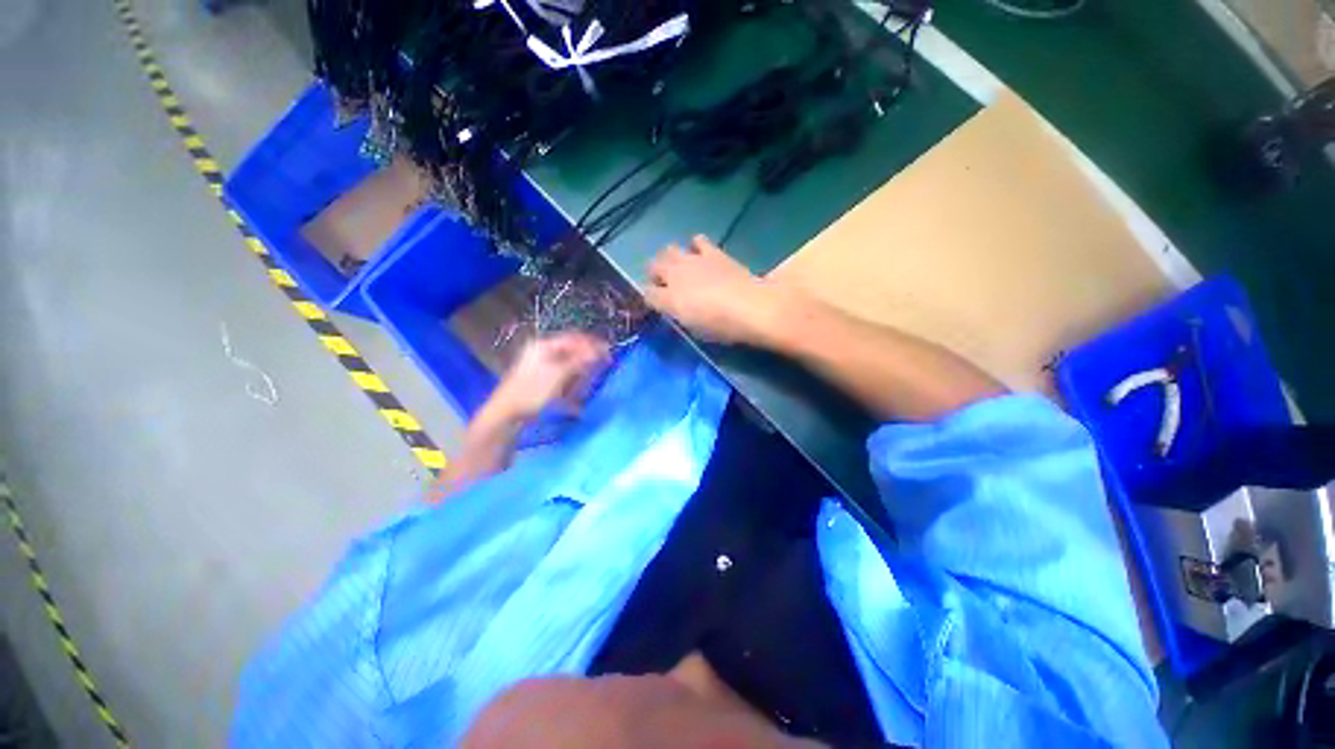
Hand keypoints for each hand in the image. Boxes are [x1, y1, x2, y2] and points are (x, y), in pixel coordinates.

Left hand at [488, 332, 610, 421]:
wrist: (507, 412)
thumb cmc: (533, 391)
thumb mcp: (560, 374)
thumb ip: (580, 360)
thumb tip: (599, 350)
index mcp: (544, 345)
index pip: (574, 338)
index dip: (592, 344)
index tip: (608, 352)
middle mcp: (541, 351)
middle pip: (571, 349)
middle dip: (587, 356)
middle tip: (602, 364)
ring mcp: (539, 364)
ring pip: (567, 361)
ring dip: (580, 369)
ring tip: (589, 379)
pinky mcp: (539, 378)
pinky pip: (561, 373)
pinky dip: (572, 378)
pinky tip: (577, 387)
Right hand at [645, 235, 790, 345]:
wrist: (750, 306)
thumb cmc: (722, 327)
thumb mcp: (695, 329)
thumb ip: (681, 315)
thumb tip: (676, 308)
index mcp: (669, 300)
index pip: (647, 294)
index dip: (650, 298)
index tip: (657, 303)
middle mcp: (674, 276)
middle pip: (652, 266)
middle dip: (656, 274)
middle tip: (666, 284)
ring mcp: (692, 260)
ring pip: (668, 249)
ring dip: (671, 258)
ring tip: (682, 267)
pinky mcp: (711, 251)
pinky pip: (696, 240)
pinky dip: (696, 246)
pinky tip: (702, 255)